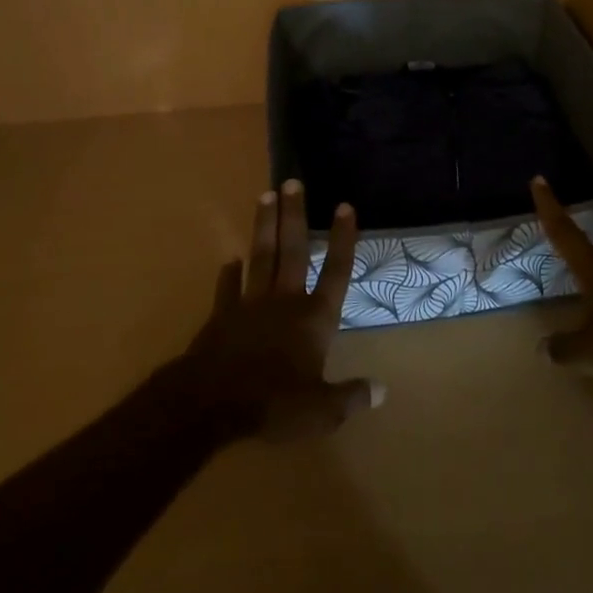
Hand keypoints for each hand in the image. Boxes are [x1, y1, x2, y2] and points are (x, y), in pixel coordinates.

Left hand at [180, 179, 383, 440]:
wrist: (212, 402)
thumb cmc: (274, 404)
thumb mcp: (322, 411)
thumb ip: (351, 397)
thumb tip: (381, 391)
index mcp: (315, 318)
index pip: (337, 271)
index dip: (343, 239)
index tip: (344, 206)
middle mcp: (285, 301)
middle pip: (293, 250)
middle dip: (295, 215)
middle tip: (292, 181)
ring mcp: (251, 304)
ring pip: (261, 257)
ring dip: (264, 227)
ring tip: (265, 196)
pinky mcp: (222, 316)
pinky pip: (228, 288)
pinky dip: (229, 273)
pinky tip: (230, 259)